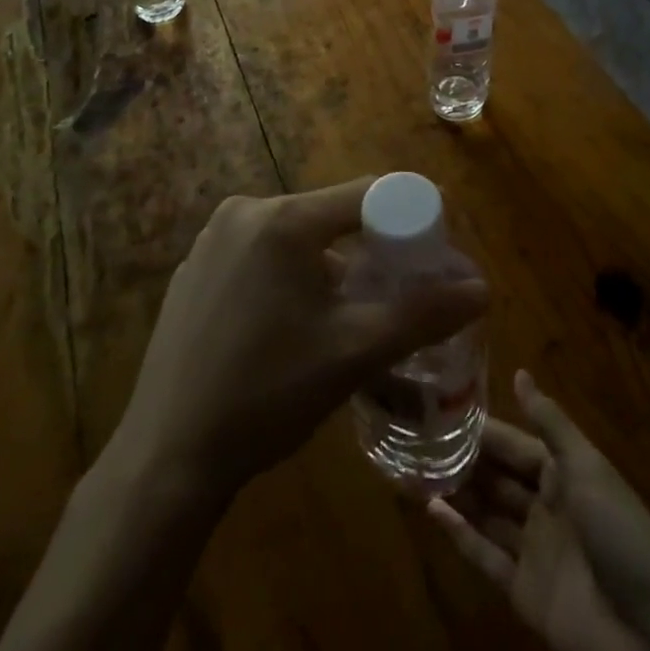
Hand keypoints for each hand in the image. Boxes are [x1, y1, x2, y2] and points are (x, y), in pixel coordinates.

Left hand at [114, 177, 488, 499]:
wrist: (167, 457)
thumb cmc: (267, 395)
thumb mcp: (353, 353)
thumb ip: (421, 314)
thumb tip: (482, 287)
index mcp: (283, 219)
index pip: (368, 193)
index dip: (409, 216)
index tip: (434, 251)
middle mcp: (244, 212)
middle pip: (330, 215)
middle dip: (370, 249)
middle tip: (394, 295)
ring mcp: (212, 239)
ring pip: (296, 237)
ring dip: (329, 267)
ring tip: (346, 319)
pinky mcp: (194, 269)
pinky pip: (259, 256)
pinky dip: (288, 277)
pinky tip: (289, 328)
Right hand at [429, 372, 649, 650]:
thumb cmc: (623, 533)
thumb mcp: (587, 467)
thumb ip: (549, 422)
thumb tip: (519, 371)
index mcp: (562, 473)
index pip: (513, 444)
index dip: (481, 429)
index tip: (440, 408)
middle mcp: (544, 506)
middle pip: (496, 477)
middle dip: (462, 459)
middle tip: (417, 438)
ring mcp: (533, 551)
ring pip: (486, 513)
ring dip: (455, 492)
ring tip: (414, 468)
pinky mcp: (524, 593)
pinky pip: (485, 558)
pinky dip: (459, 535)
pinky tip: (431, 511)